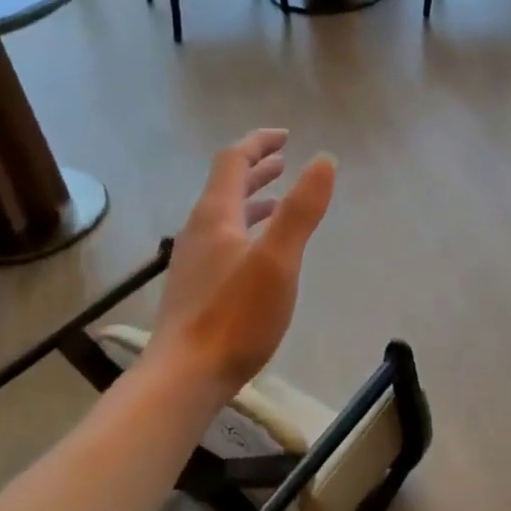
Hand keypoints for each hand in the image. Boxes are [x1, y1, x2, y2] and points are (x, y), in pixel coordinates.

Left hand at [147, 130, 336, 398]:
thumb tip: (323, 160)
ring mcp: (194, 261)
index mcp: (216, 216)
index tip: (285, 136)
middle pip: (226, 186)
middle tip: (283, 160)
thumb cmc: (236, 316)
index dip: (259, 143)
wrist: (186, 374)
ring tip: (277, 199)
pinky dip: (246, 229)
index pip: (233, 161)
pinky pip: (222, 241)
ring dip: (251, 200)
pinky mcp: (196, 288)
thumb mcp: (278, 260)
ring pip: (224, 216)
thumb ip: (300, 210)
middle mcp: (199, 231)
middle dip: (256, 169)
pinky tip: (258, 252)